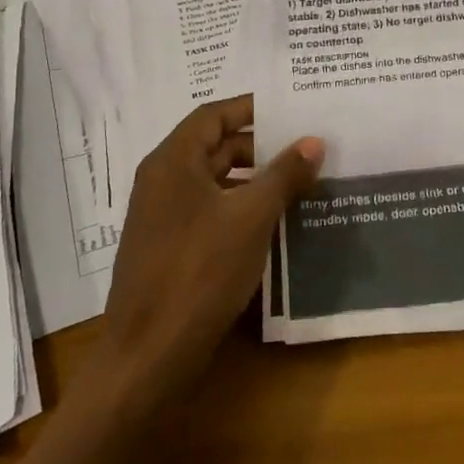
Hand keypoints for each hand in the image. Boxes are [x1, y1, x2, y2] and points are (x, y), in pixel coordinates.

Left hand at [93, 96, 322, 403]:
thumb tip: (314, 140)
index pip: (215, 114)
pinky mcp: (169, 247)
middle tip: (305, 148)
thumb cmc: (199, 272)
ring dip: (253, 179)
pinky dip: (240, 207)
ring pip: (214, 181)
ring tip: (299, 183)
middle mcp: (162, 180)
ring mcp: (162, 215)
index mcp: (173, 161)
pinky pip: (209, 210)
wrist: (148, 355)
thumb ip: (284, 174)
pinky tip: (273, 222)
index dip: (253, 108)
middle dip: (260, 146)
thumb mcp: (251, 218)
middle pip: (215, 146)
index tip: (292, 110)